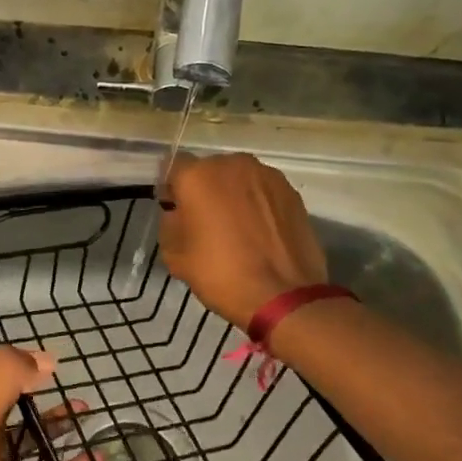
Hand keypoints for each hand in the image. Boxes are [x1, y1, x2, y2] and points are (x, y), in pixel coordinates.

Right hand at [159, 153, 327, 329]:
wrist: (283, 296)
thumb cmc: (220, 273)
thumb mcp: (174, 255)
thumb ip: (170, 223)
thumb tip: (179, 213)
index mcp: (197, 175)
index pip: (173, 168)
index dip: (172, 189)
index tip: (175, 211)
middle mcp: (232, 164)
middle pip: (209, 170)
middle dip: (204, 190)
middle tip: (205, 222)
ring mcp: (266, 175)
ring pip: (238, 179)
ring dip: (233, 195)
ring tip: (237, 228)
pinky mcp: (291, 191)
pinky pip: (263, 191)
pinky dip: (257, 204)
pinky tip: (259, 232)